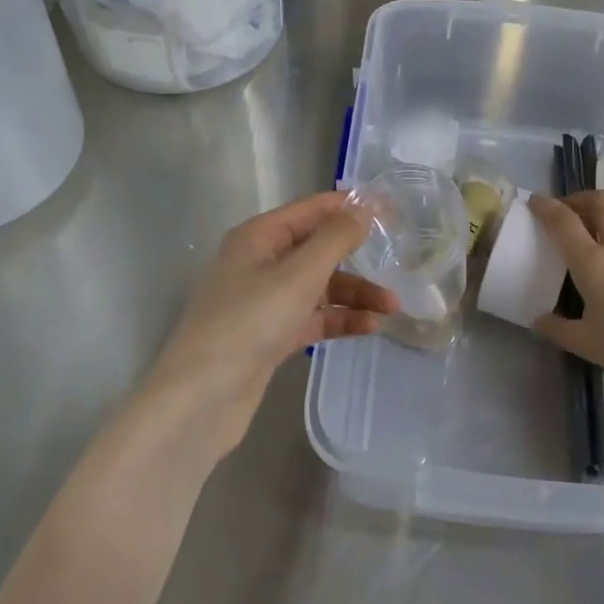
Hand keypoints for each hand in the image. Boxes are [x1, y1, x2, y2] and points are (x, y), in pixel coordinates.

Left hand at [144, 193, 396, 458]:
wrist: (202, 396)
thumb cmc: (250, 321)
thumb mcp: (299, 274)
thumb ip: (335, 239)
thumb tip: (364, 208)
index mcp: (259, 237)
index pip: (312, 210)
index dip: (350, 207)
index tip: (392, 211)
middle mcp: (260, 263)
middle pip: (318, 250)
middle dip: (358, 258)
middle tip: (400, 263)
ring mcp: (264, 302)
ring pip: (319, 288)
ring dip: (354, 295)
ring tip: (392, 307)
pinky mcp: (271, 336)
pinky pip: (313, 318)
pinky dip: (339, 320)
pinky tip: (369, 327)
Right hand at [527, 191, 603, 393]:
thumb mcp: (588, 344)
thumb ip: (559, 330)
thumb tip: (539, 321)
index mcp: (593, 261)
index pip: (564, 221)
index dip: (546, 206)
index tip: (534, 201)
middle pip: (600, 201)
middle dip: (578, 199)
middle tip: (563, 214)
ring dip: (599, 220)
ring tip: (586, 243)